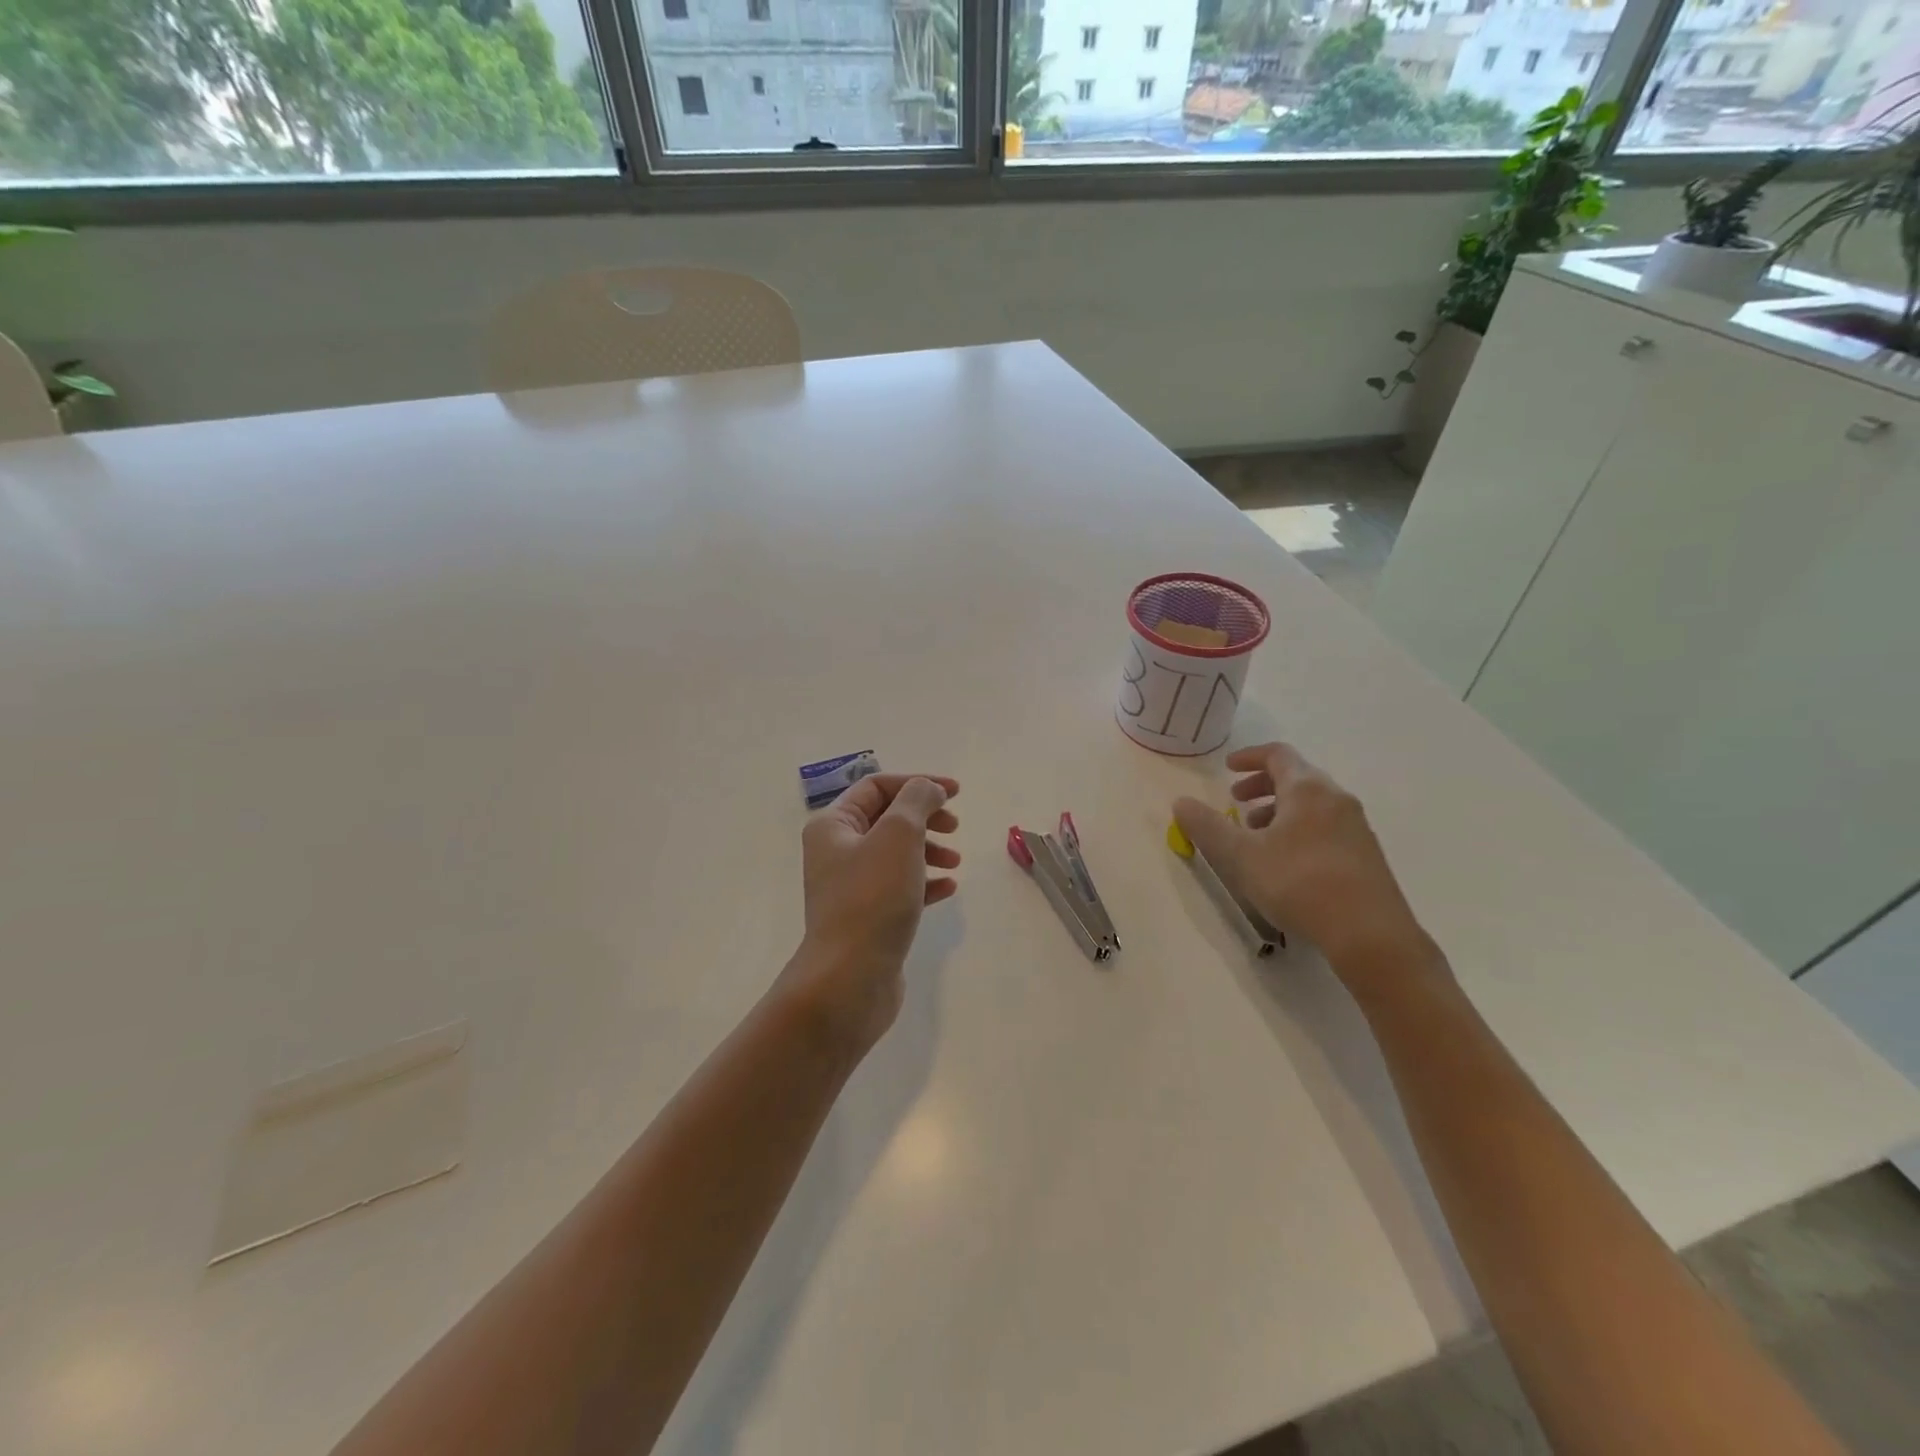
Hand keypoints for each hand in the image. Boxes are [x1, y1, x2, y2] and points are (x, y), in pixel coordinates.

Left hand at [786, 774, 960, 1053]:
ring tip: (956, 861)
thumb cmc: (872, 897)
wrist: (849, 978)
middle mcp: (836, 852)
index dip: (918, 782)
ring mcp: (850, 887)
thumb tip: (928, 789)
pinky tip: (948, 889)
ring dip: (929, 849)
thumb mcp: (898, 835)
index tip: (956, 793)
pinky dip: (925, 882)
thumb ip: (917, 800)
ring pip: (896, 854)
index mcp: (833, 826)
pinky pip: (899, 887)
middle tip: (955, 827)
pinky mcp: (867, 917)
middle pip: (887, 818)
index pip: (877, 787)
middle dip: (925, 817)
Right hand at [1174, 743, 1433, 983]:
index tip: (1227, 769)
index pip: (1277, 754)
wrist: (1370, 934)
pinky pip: (1326, 826)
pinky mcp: (1366, 854)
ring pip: (1312, 804)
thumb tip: (1180, 802)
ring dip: (1280, 810)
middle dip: (1262, 786)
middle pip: (1297, 777)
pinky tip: (1286, 862)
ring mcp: (1356, 826)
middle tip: (1236, 803)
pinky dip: (1299, 829)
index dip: (1249, 757)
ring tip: (1256, 837)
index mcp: (1307, 789)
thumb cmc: (1299, 883)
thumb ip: (1207, 826)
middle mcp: (1336, 798)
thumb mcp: (1241, 856)